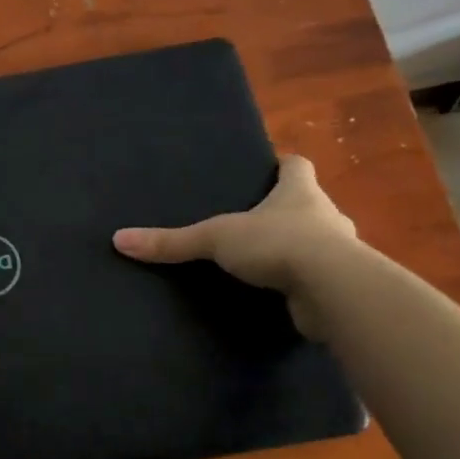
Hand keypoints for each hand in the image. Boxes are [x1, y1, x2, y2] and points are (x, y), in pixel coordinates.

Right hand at [112, 155, 356, 335]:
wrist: (333, 291)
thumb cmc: (278, 244)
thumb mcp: (216, 238)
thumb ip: (172, 242)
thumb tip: (119, 240)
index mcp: (300, 193)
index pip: (298, 166)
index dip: (283, 165)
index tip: (271, 167)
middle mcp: (326, 216)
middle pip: (309, 205)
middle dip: (287, 211)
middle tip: (257, 220)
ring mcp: (340, 253)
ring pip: (319, 243)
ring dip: (298, 249)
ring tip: (265, 260)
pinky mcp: (339, 287)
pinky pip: (317, 279)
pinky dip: (301, 283)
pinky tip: (279, 293)